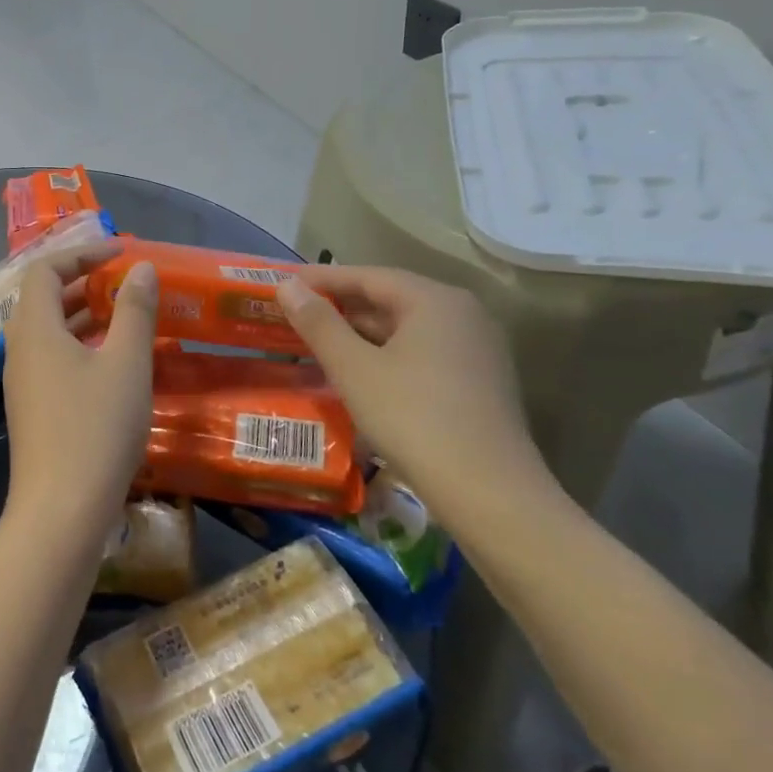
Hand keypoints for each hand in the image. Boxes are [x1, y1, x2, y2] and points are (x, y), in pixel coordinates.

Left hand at [2, 255, 158, 544]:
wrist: (61, 511)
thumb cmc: (95, 428)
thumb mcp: (126, 363)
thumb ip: (134, 310)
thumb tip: (140, 269)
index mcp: (35, 328)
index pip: (45, 269)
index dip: (82, 254)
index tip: (121, 254)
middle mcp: (19, 348)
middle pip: (43, 297)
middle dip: (83, 282)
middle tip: (124, 282)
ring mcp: (22, 381)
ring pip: (48, 330)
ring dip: (82, 314)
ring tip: (124, 314)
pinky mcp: (31, 408)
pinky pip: (52, 357)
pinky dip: (79, 344)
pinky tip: (112, 360)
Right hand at [274, 266, 555, 524]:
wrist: (489, 494)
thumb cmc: (413, 419)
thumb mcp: (354, 368)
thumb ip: (318, 322)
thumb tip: (287, 284)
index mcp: (435, 300)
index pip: (368, 276)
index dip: (322, 278)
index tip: (283, 282)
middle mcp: (463, 314)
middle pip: (390, 299)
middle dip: (341, 306)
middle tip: (295, 313)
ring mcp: (477, 350)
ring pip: (407, 329)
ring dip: (361, 333)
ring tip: (317, 342)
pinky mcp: (479, 382)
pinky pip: (422, 353)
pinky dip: (386, 355)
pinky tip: (358, 373)